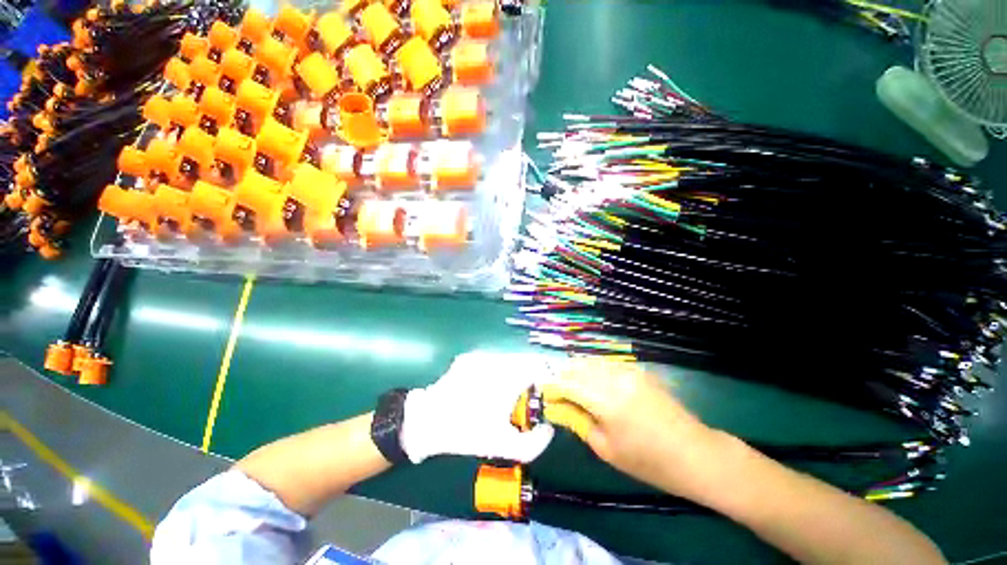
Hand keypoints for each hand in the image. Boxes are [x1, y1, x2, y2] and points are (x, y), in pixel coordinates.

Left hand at [400, 352, 556, 463]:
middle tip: (527, 396)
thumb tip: (548, 428)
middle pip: (525, 361)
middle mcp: (497, 359)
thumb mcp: (504, 446)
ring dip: (514, 373)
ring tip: (506, 393)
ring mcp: (481, 356)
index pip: (540, 365)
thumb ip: (535, 443)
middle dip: (530, 377)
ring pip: (508, 359)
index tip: (546, 392)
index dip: (547, 377)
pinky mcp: (469, 357)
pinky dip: (496, 371)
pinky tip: (487, 388)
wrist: (427, 421)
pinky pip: (492, 360)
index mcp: (509, 376)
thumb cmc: (467, 432)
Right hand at [542, 359, 719, 494]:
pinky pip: (607, 363)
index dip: (552, 387)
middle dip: (562, 375)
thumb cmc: (649, 462)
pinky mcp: (638, 370)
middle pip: (578, 367)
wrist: (695, 453)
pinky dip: (593, 368)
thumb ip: (578, 421)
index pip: (568, 384)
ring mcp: (629, 371)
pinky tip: (591, 379)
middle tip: (554, 389)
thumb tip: (557, 407)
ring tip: (569, 383)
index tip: (542, 393)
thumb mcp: (606, 448)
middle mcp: (615, 378)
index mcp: (606, 400)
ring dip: (576, 370)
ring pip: (591, 362)